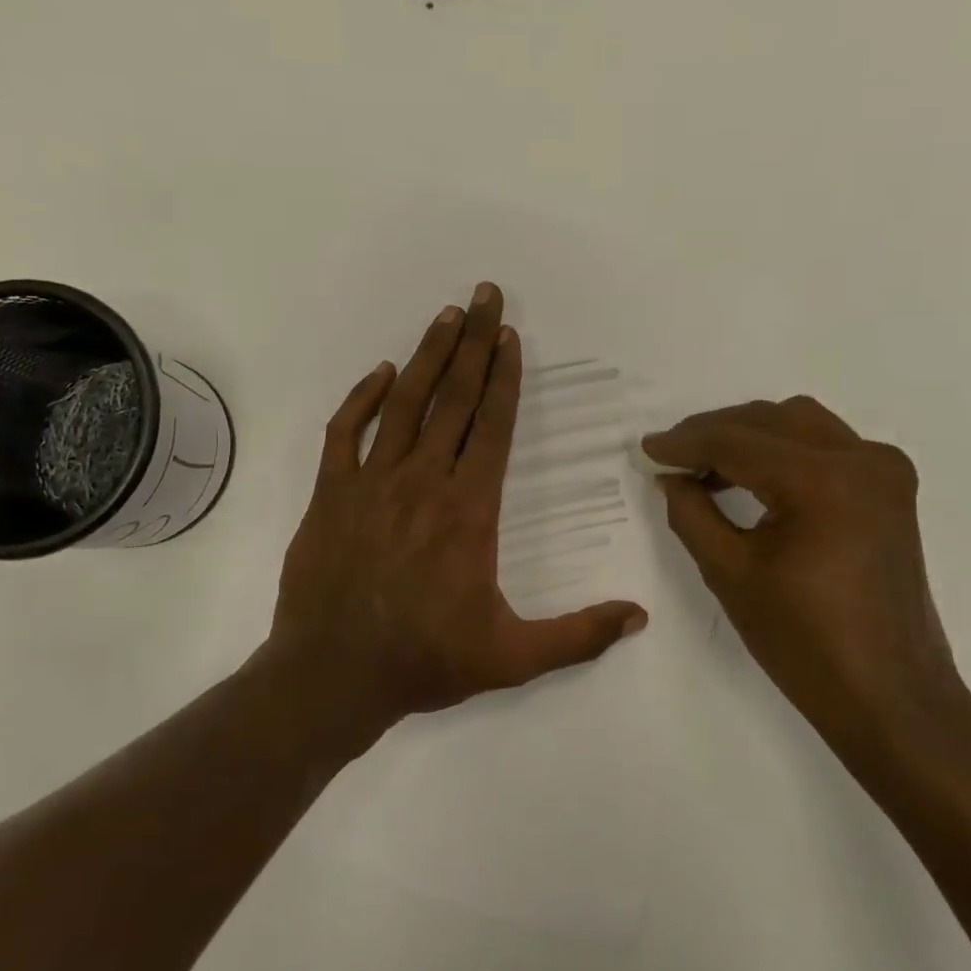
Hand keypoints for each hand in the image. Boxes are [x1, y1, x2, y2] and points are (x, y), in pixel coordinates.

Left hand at [272, 282, 646, 728]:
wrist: (332, 676)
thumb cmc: (424, 662)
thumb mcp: (512, 658)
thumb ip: (579, 636)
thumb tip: (640, 616)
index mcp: (468, 509)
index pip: (491, 426)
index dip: (503, 377)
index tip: (510, 336)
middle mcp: (423, 481)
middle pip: (454, 398)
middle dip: (474, 342)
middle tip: (485, 294)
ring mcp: (371, 483)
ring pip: (404, 404)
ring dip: (427, 356)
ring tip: (446, 316)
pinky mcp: (330, 494)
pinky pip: (345, 432)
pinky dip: (363, 399)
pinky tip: (382, 374)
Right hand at [644, 398, 970, 788]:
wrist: (889, 696)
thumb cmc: (804, 642)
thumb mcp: (730, 573)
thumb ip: (691, 512)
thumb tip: (670, 475)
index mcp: (822, 480)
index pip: (737, 441)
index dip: (685, 442)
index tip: (646, 448)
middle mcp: (862, 459)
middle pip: (770, 419)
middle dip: (714, 432)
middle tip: (672, 456)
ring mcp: (884, 471)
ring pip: (800, 424)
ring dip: (749, 436)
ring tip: (705, 467)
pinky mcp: (890, 489)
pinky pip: (826, 445)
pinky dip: (783, 450)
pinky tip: (750, 477)